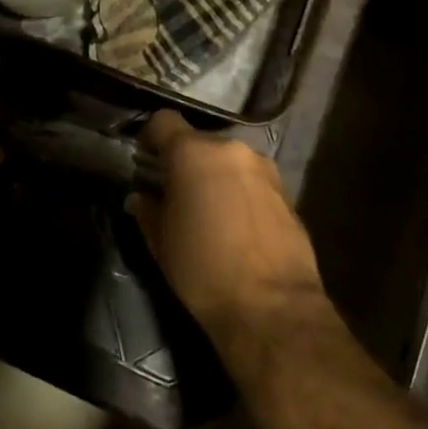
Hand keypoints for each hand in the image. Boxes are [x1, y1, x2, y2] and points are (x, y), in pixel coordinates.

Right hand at [130, 111, 323, 348]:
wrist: (273, 307)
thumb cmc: (204, 271)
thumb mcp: (162, 243)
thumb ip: (148, 211)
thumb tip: (140, 197)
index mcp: (193, 153)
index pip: (164, 121)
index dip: (151, 136)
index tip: (145, 160)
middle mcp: (231, 149)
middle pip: (199, 142)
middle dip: (186, 162)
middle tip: (176, 193)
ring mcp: (264, 168)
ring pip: (229, 161)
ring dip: (216, 177)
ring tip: (209, 211)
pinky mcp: (287, 191)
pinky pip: (252, 181)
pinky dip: (240, 193)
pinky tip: (237, 226)